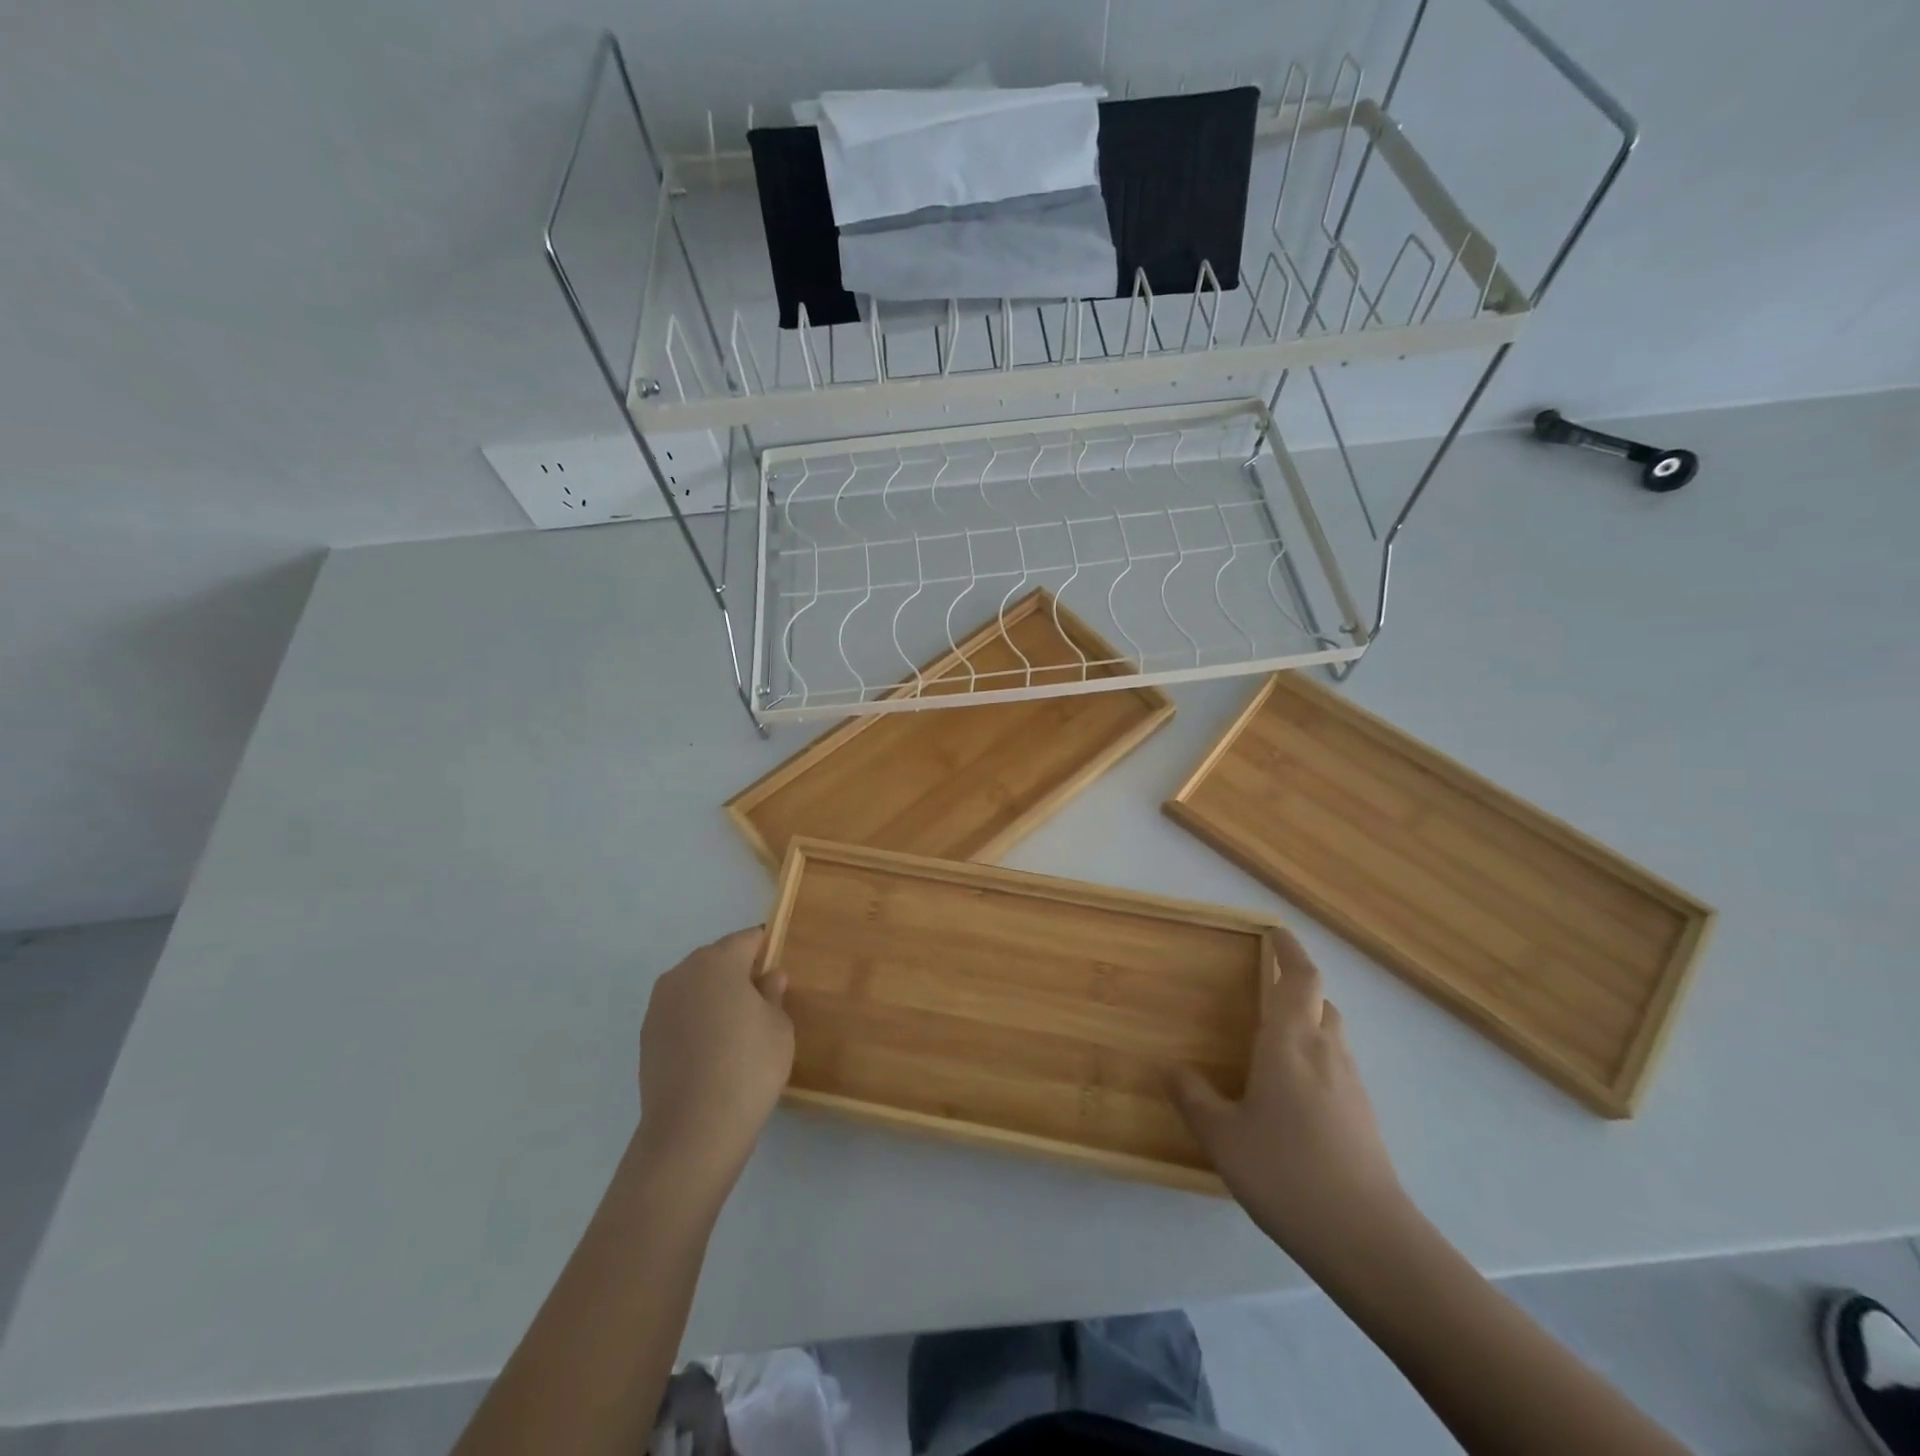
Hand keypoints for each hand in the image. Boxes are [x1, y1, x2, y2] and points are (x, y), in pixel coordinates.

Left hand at [635, 928, 793, 1192]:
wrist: (692, 1130)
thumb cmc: (748, 1067)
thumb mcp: (779, 1027)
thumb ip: (773, 994)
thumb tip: (768, 978)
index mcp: (718, 961)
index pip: (749, 939)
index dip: (767, 950)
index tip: (780, 972)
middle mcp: (683, 973)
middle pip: (718, 959)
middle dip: (739, 972)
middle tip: (763, 1002)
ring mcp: (659, 1004)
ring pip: (696, 986)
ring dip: (715, 997)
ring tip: (737, 1030)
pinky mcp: (646, 1035)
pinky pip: (681, 1013)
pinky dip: (697, 1021)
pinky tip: (713, 1050)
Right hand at [1172, 928, 1408, 1275]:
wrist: (1368, 1240)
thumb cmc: (1287, 1172)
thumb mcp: (1223, 1137)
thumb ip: (1194, 1097)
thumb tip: (1170, 1068)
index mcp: (1290, 1042)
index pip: (1299, 978)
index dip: (1290, 950)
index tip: (1275, 932)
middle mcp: (1326, 1052)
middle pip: (1320, 1001)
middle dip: (1296, 986)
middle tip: (1264, 987)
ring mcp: (1351, 1085)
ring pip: (1331, 1034)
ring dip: (1307, 1022)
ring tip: (1273, 1039)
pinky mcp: (1364, 1116)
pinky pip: (1336, 1066)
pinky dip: (1315, 1058)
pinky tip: (1292, 1092)